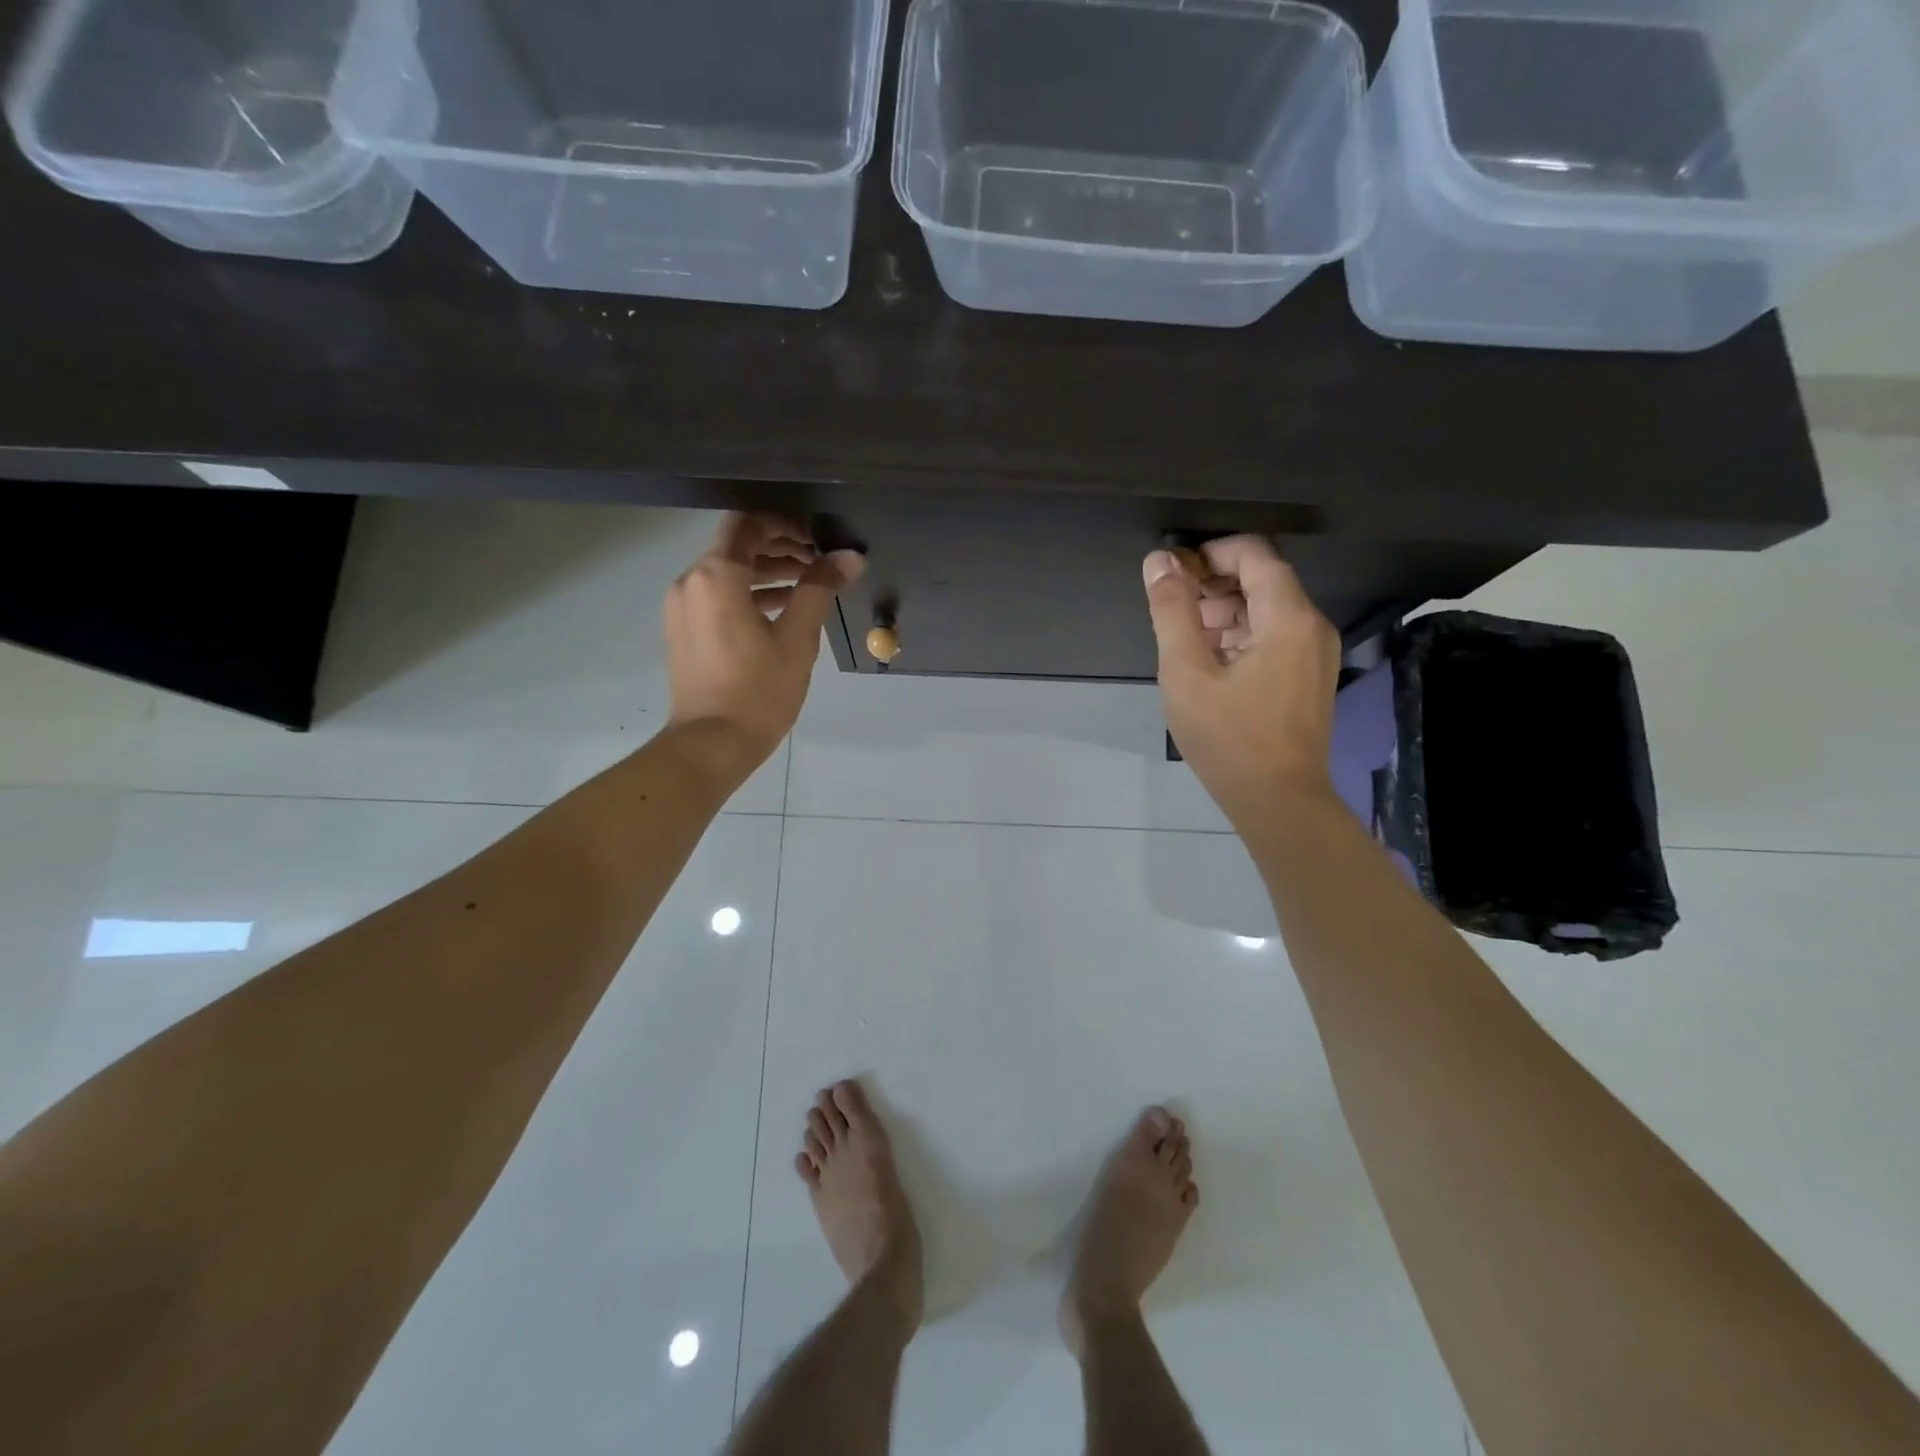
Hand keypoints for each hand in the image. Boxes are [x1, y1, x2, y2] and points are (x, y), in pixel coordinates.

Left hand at [664, 513, 865, 780]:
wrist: (711, 744)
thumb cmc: (758, 691)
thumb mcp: (797, 639)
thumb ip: (820, 589)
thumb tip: (849, 556)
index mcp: (716, 575)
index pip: (747, 523)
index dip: (784, 523)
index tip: (817, 537)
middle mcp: (691, 582)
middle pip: (736, 546)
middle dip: (779, 547)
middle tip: (819, 561)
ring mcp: (683, 608)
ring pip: (727, 572)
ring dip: (766, 572)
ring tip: (808, 584)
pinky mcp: (684, 631)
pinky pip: (717, 597)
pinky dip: (748, 594)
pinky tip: (782, 610)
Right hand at [1142, 537, 1340, 822]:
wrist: (1279, 801)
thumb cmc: (1229, 737)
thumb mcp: (1187, 672)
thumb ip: (1172, 611)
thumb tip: (1159, 561)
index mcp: (1289, 617)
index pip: (1254, 554)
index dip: (1209, 553)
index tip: (1171, 572)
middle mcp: (1312, 626)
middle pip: (1262, 580)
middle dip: (1213, 584)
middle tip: (1171, 608)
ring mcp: (1315, 654)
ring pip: (1267, 610)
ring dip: (1224, 612)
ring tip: (1183, 639)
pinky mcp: (1309, 678)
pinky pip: (1274, 637)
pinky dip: (1240, 636)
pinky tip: (1208, 662)